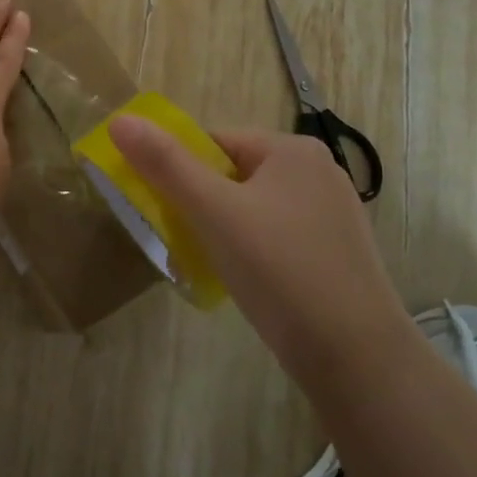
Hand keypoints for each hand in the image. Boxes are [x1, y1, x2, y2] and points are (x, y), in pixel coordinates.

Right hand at [109, 119, 410, 367]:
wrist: (356, 356)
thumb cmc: (280, 270)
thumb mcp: (213, 212)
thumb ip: (165, 164)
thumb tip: (120, 120)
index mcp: (292, 150)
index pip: (213, 142)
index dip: (179, 170)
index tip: (160, 207)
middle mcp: (316, 172)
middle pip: (231, 174)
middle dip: (198, 203)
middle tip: (179, 238)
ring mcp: (329, 214)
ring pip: (251, 208)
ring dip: (220, 229)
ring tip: (206, 263)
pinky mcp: (333, 252)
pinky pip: (274, 236)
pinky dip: (249, 250)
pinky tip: (241, 280)